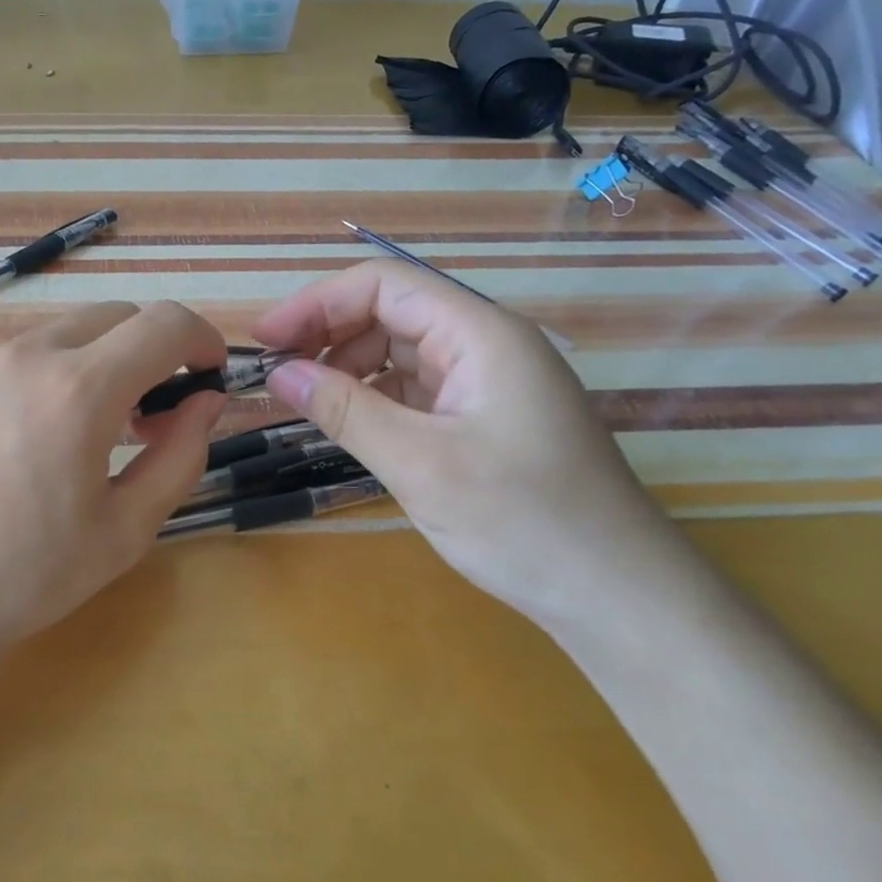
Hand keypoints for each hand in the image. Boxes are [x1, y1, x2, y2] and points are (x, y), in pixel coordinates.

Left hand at [0, 302, 226, 668]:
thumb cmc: (25, 576)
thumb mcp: (125, 530)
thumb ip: (181, 456)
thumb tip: (205, 403)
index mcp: (79, 388)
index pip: (163, 323)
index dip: (202, 340)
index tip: (209, 376)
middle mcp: (26, 356)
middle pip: (114, 316)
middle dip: (151, 350)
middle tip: (153, 414)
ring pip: (61, 335)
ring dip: (97, 363)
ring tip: (91, 430)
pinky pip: (13, 362)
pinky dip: (46, 380)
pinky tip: (28, 444)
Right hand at [252, 262, 689, 624]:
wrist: (617, 595)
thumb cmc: (523, 521)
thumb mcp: (419, 463)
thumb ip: (344, 410)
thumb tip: (277, 373)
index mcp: (481, 334)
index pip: (384, 285)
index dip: (317, 303)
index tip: (265, 341)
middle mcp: (486, 345)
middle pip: (391, 313)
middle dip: (328, 334)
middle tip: (278, 376)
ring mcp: (488, 383)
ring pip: (400, 351)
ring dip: (348, 368)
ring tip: (307, 404)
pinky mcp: (484, 418)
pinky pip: (416, 389)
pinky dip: (374, 398)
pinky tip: (349, 424)